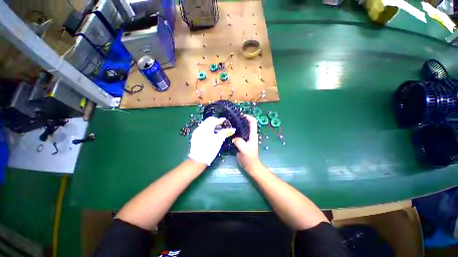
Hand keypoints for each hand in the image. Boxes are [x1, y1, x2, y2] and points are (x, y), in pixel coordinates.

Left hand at [188, 117, 235, 164]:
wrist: (198, 159)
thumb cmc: (210, 150)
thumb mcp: (219, 141)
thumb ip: (224, 132)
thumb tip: (232, 129)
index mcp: (206, 128)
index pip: (213, 120)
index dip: (220, 120)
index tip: (225, 120)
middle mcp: (200, 128)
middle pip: (208, 120)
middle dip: (215, 121)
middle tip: (221, 124)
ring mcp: (196, 131)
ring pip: (205, 124)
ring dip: (211, 124)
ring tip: (217, 129)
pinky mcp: (195, 135)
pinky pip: (202, 128)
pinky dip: (207, 128)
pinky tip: (211, 133)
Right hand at [232, 115, 261, 172]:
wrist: (250, 166)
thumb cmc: (249, 158)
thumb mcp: (244, 149)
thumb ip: (239, 142)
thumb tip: (233, 138)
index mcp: (253, 134)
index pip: (253, 122)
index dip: (248, 117)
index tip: (240, 115)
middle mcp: (249, 134)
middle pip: (246, 123)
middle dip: (240, 120)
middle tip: (231, 119)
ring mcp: (245, 138)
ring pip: (241, 128)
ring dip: (236, 125)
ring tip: (228, 124)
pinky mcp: (241, 141)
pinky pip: (237, 134)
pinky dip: (234, 131)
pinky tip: (228, 132)